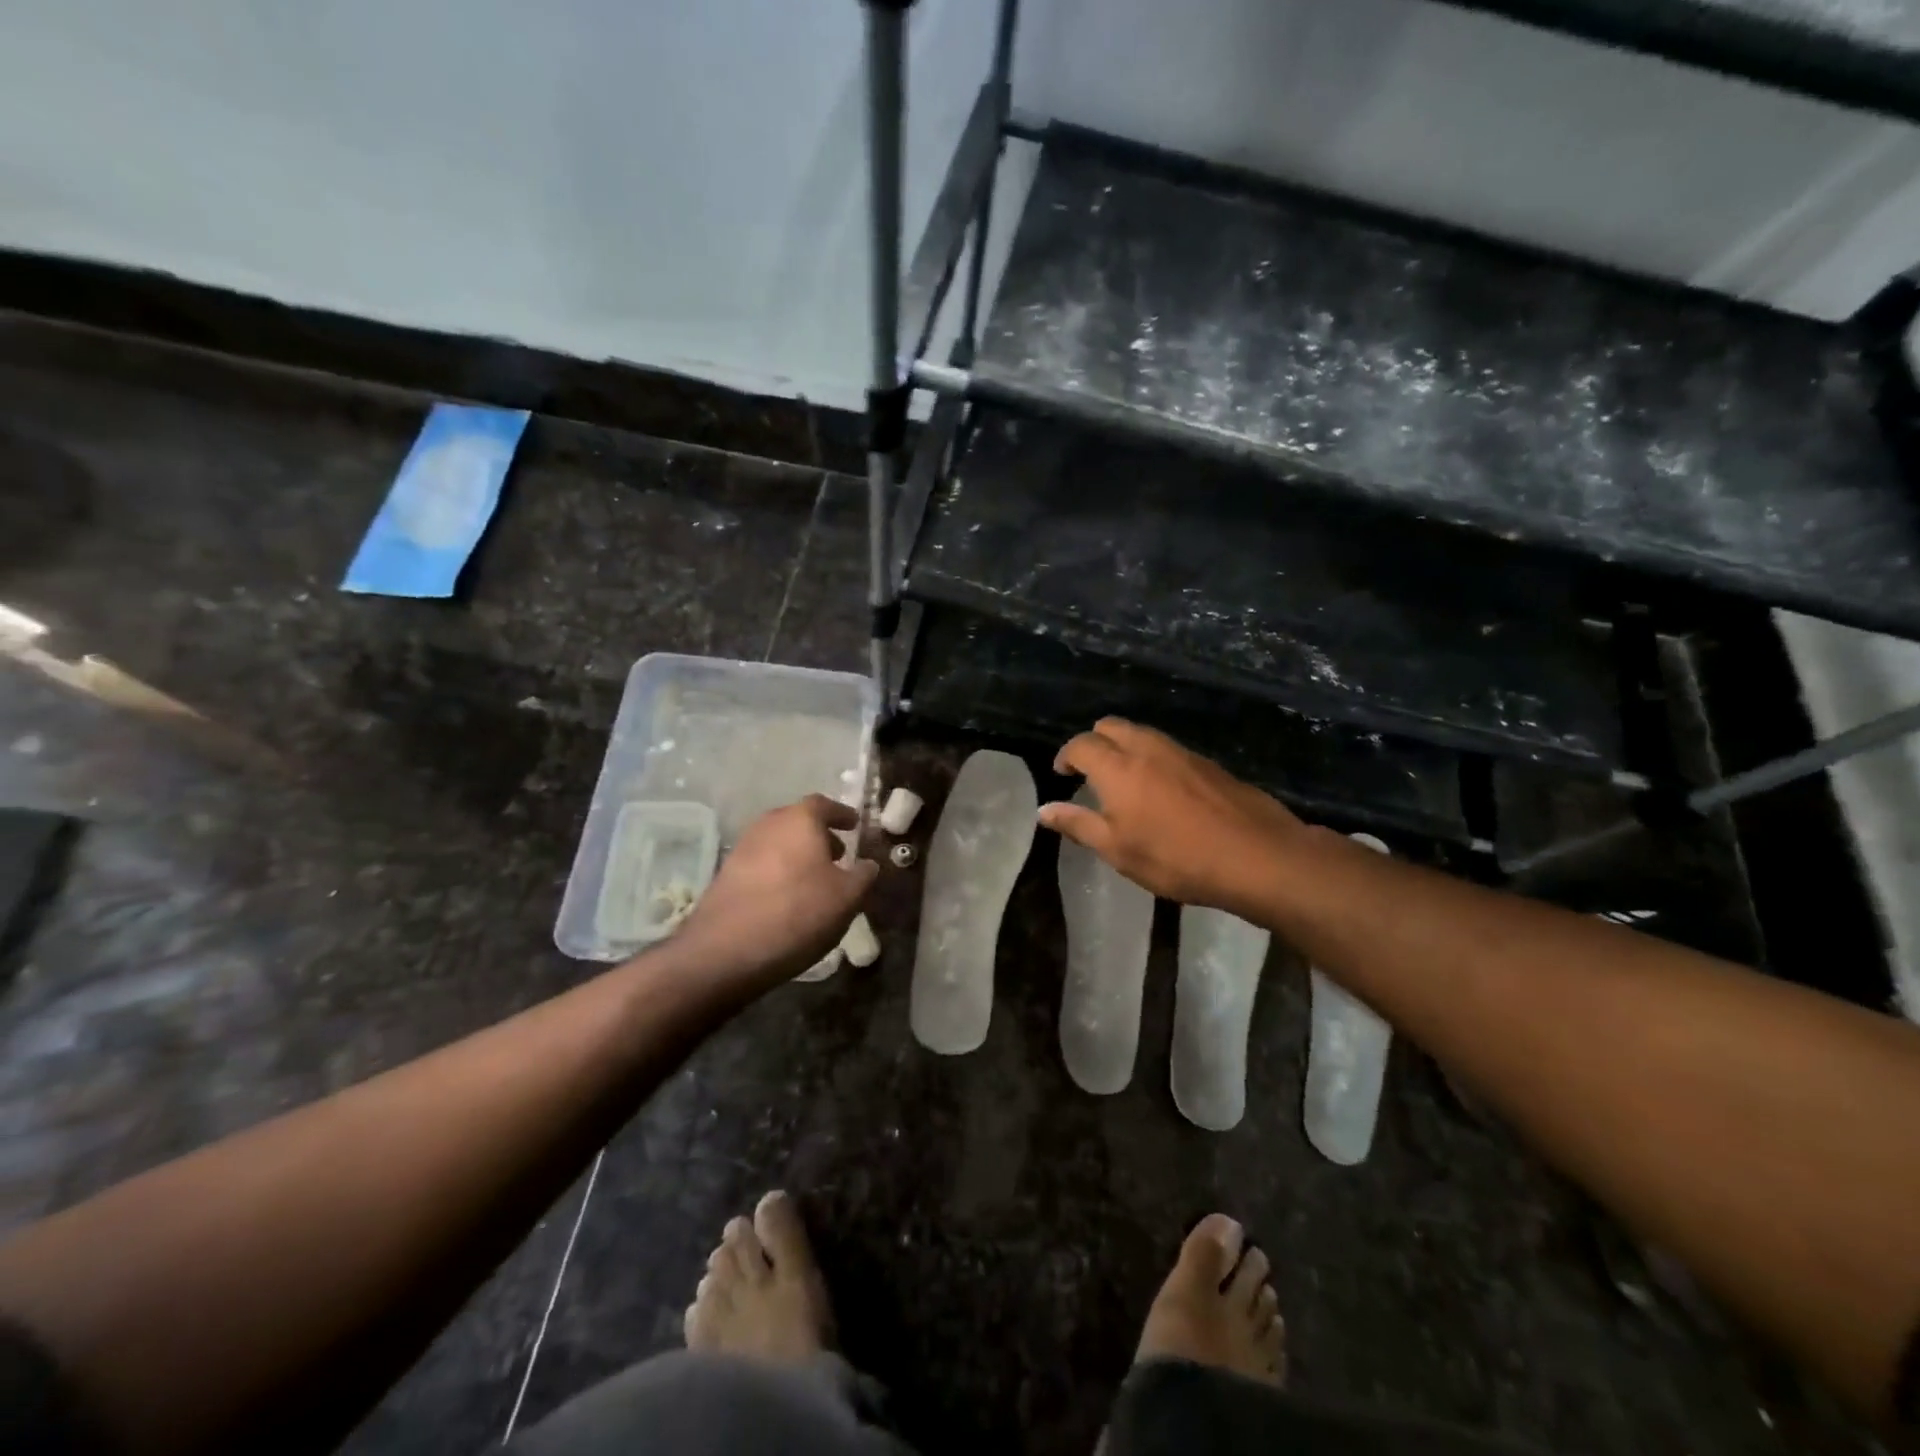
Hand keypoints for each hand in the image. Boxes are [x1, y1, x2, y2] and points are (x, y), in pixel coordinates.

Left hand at [673, 796, 877, 984]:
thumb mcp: (847, 897)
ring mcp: (742, 849)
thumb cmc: (798, 912)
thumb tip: (868, 864)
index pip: (824, 804)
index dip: (841, 814)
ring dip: (798, 855)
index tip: (854, 825)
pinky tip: (789, 898)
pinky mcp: (726, 876)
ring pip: (778, 843)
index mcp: (799, 819)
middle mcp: (768, 825)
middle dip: (819, 835)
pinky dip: (780, 872)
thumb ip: (863, 876)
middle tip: (838, 855)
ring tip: (816, 880)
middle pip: (797, 821)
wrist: (726, 950)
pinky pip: (762, 864)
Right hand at [1039, 719, 1309, 915]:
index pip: (1081, 744)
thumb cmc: (1175, 857)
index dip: (1066, 756)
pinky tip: (1160, 790)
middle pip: (1111, 726)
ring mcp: (1182, 752)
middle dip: (1094, 742)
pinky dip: (1152, 757)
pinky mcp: (1208, 763)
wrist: (1256, 856)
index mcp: (1118, 767)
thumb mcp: (1117, 850)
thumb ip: (1078, 825)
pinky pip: (1167, 748)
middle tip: (1089, 773)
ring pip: (1142, 733)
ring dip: (1124, 747)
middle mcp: (1147, 748)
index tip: (1062, 774)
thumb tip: (1044, 810)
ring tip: (1122, 781)